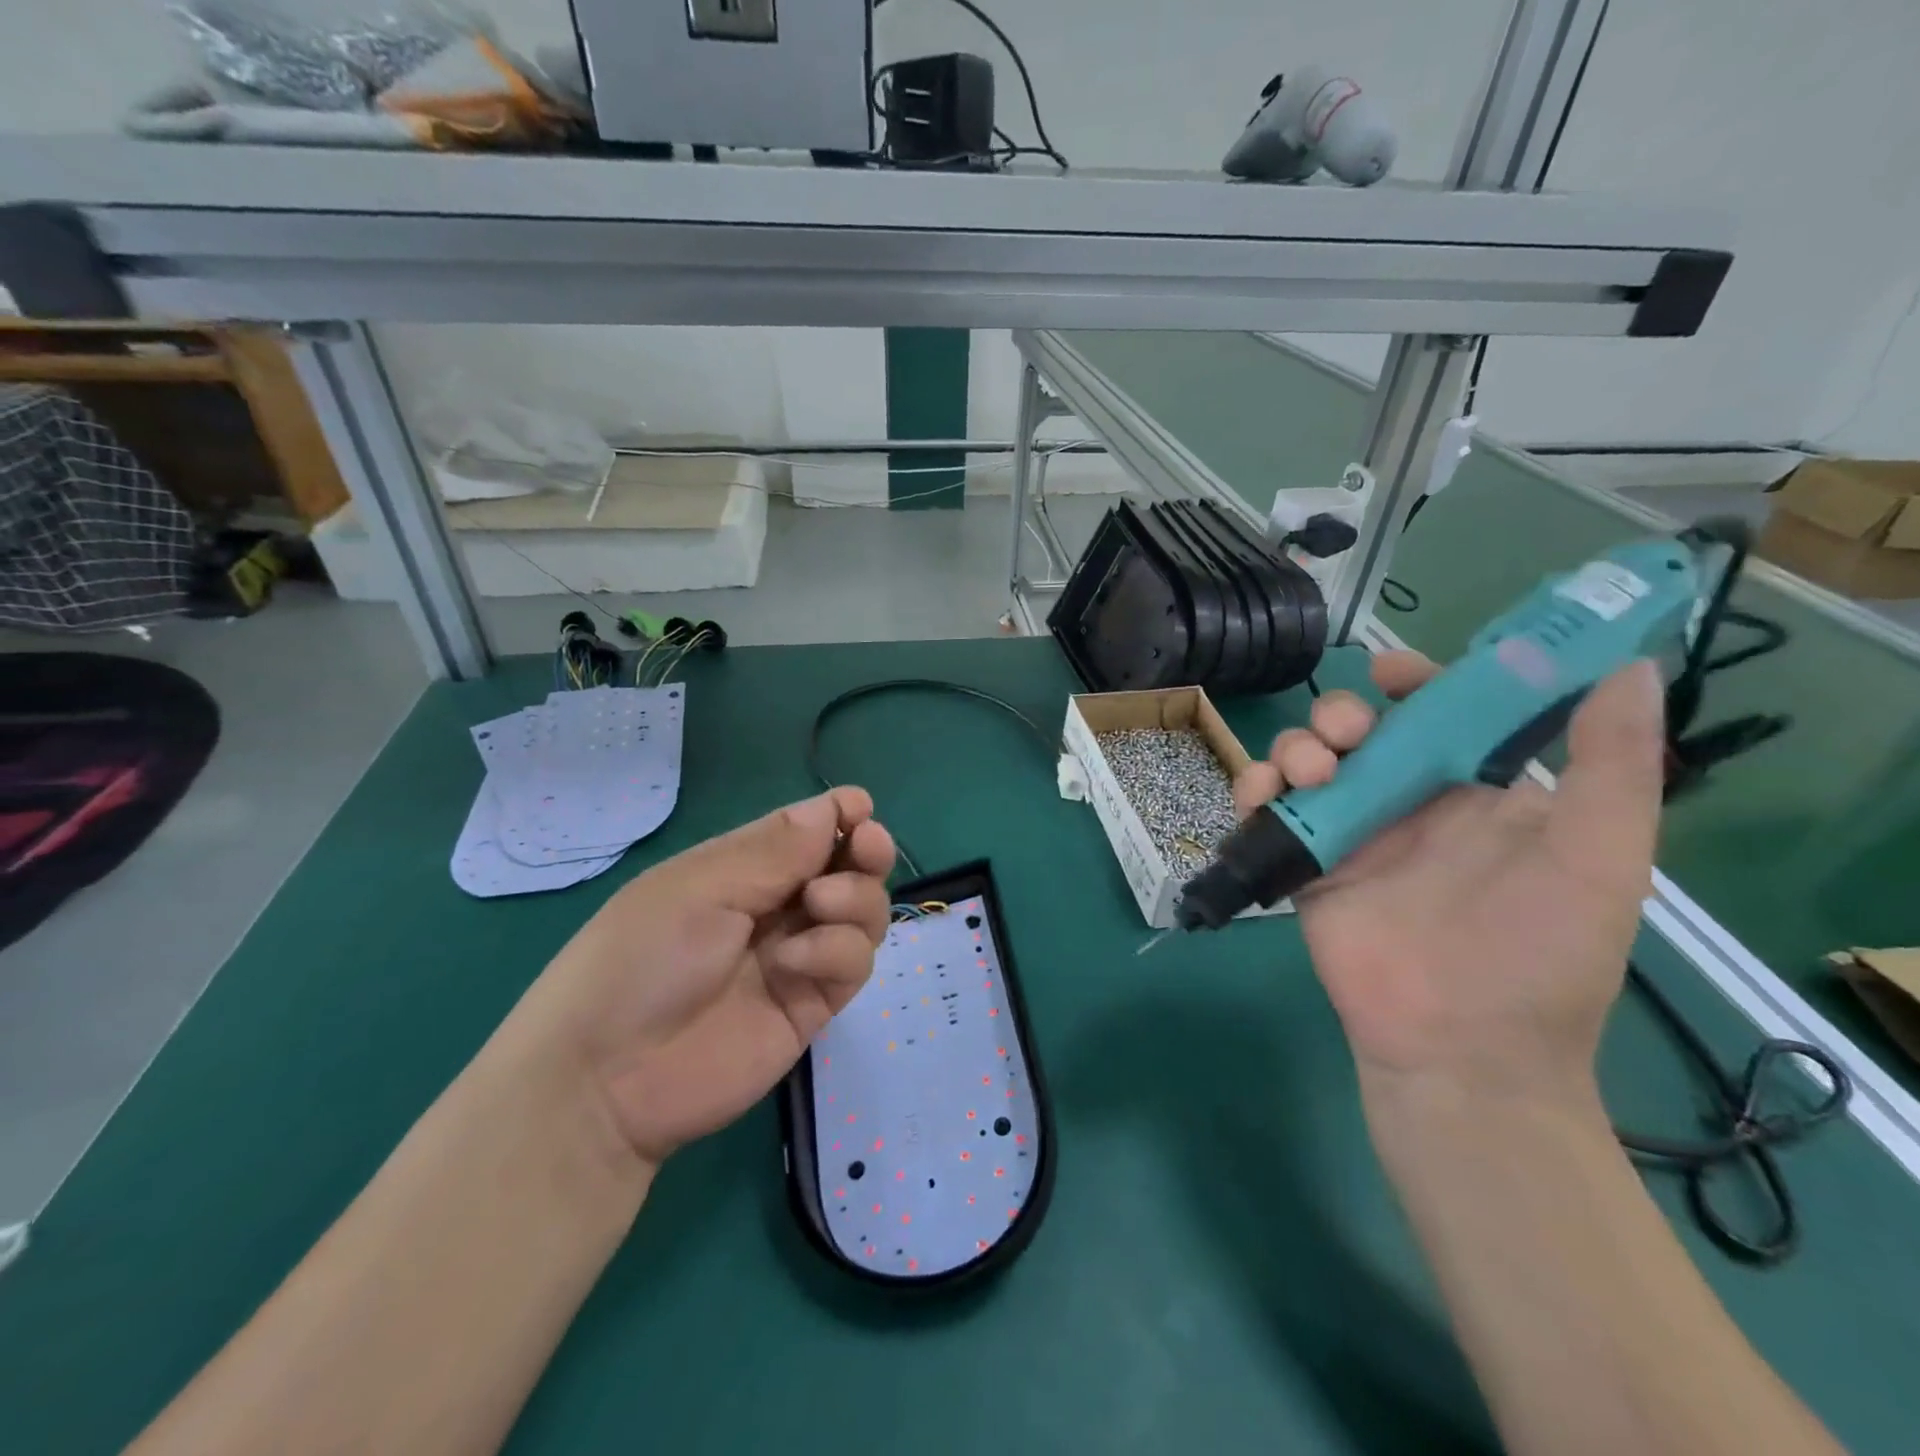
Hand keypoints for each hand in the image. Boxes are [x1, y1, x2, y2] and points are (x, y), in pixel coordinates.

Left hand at [509, 788, 895, 1167]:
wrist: (608, 1080)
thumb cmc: (640, 959)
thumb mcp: (699, 888)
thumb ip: (773, 850)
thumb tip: (831, 805)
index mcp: (742, 869)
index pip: (807, 831)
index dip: (839, 815)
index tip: (860, 809)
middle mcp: (778, 907)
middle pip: (848, 868)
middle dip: (867, 850)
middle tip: (867, 846)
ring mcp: (799, 956)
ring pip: (863, 911)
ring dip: (855, 897)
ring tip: (819, 904)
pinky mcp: (814, 1003)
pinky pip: (854, 961)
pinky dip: (837, 950)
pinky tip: (795, 962)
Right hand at [1236, 652, 1664, 1104]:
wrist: (1460, 1048)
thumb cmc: (1538, 954)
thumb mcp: (1598, 858)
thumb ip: (1612, 766)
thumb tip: (1628, 666)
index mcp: (1474, 794)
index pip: (1438, 715)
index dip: (1414, 683)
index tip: (1388, 671)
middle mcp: (1408, 806)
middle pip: (1358, 731)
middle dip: (1340, 715)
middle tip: (1345, 735)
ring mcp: (1350, 835)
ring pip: (1306, 763)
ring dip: (1295, 747)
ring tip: (1307, 773)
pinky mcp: (1304, 866)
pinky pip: (1267, 813)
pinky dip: (1254, 791)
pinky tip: (1261, 794)